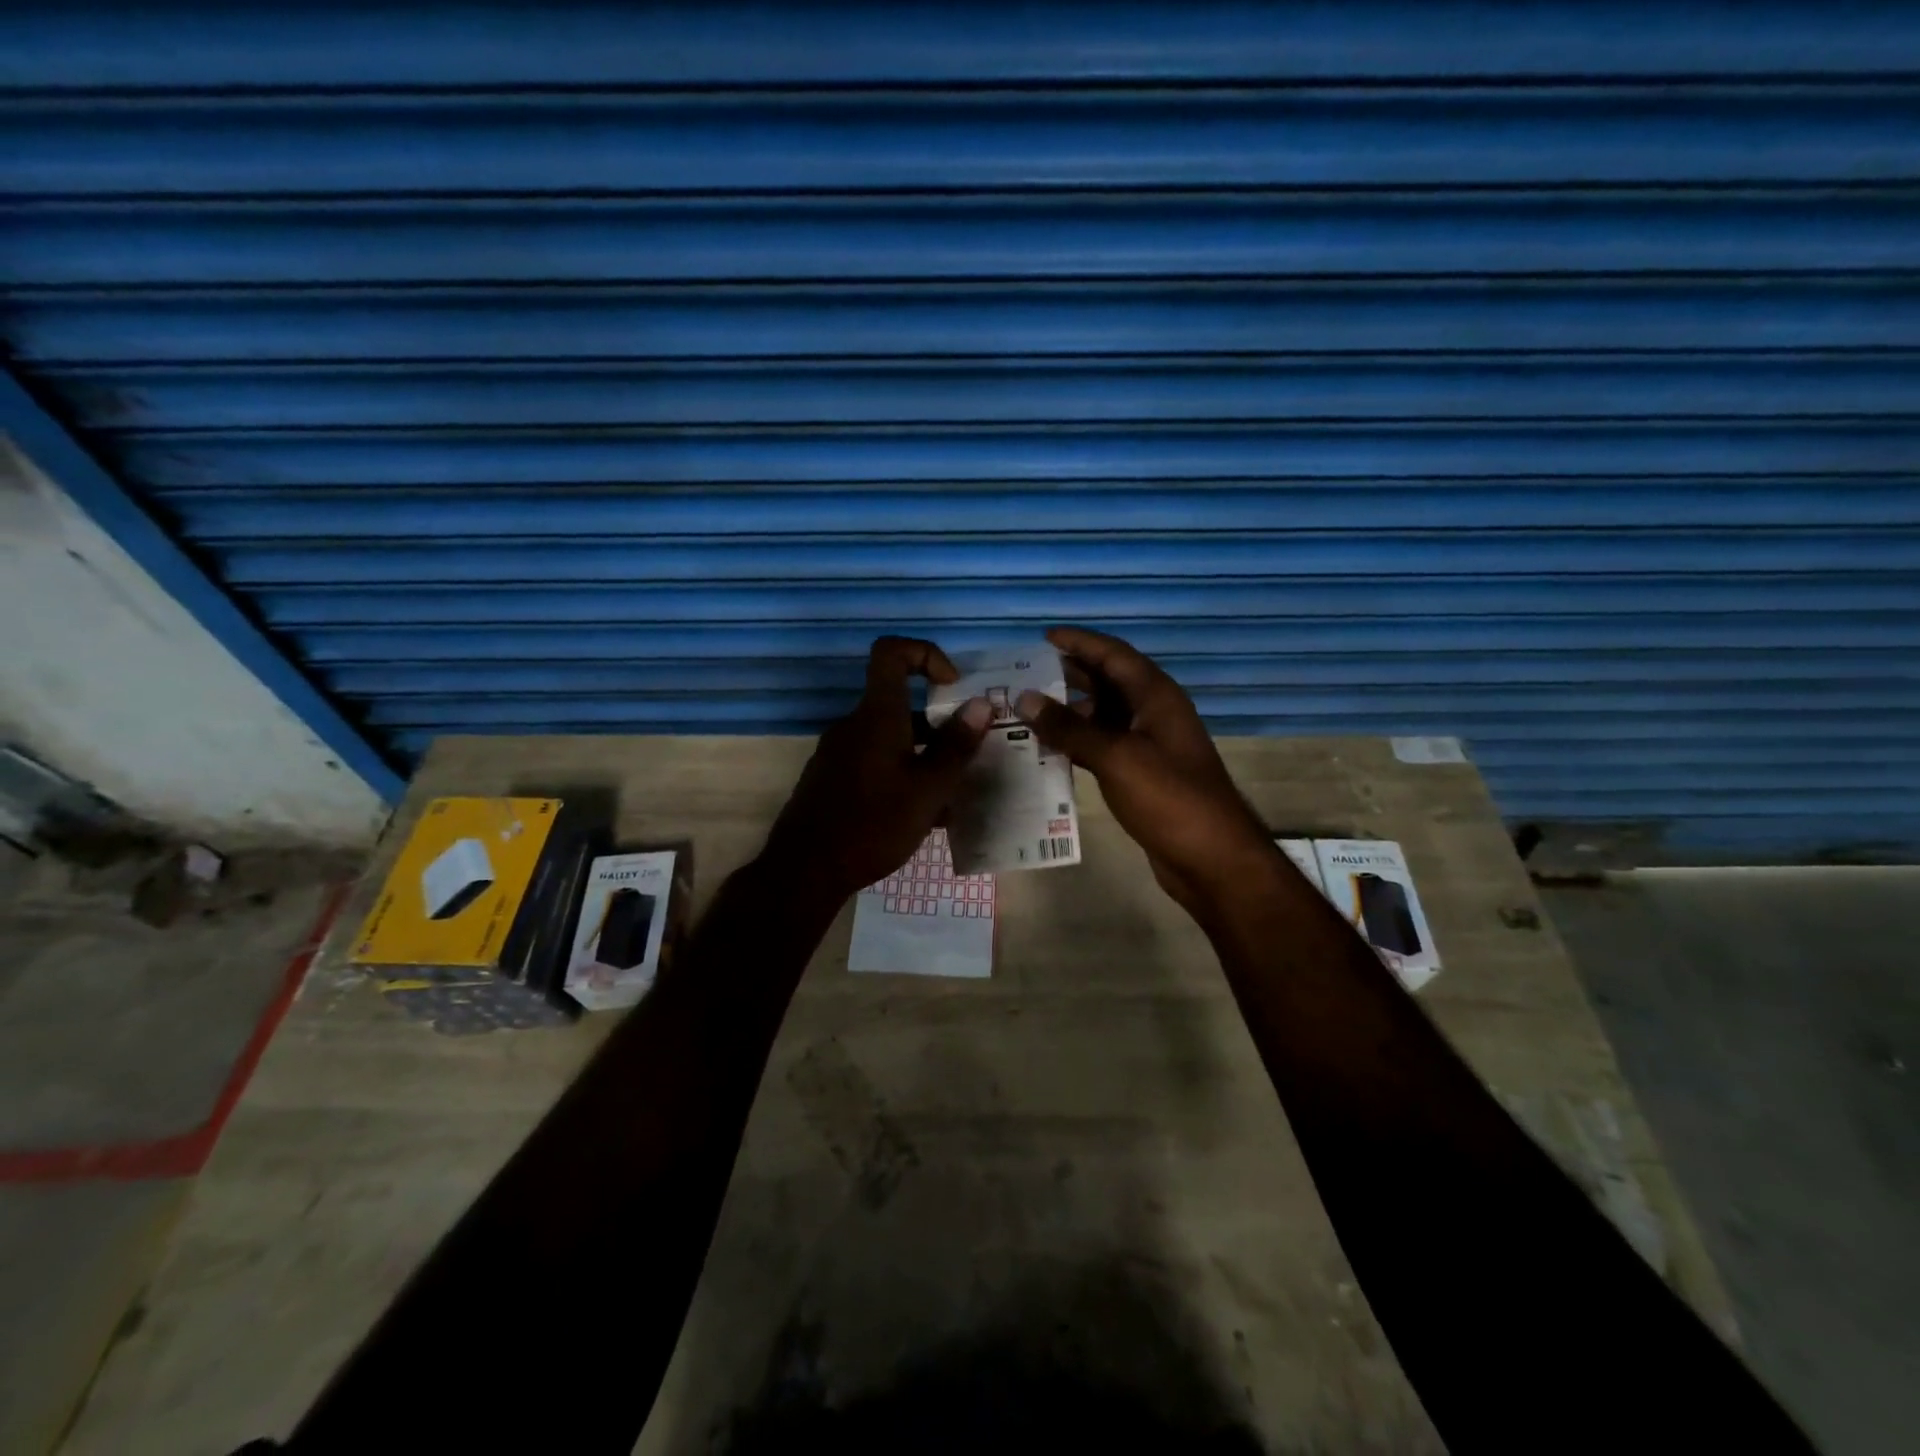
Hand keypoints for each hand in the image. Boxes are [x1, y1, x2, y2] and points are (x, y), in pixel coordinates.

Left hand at [760, 637, 991, 902]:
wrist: (805, 870)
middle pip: (898, 701)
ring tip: (951, 792)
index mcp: (877, 715)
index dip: (926, 654)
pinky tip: (919, 813)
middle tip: (967, 751)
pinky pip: (874, 760)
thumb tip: (981, 704)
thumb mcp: (929, 789)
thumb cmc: (873, 824)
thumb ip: (956, 745)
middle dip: (938, 720)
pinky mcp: (831, 777)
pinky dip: (901, 772)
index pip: (891, 652)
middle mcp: (854, 724)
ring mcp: (838, 752)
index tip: (952, 686)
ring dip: (923, 752)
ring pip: (889, 736)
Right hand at [1015, 626, 1276, 919]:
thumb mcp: (1116, 757)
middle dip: (1069, 674)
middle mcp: (1153, 713)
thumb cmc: (1169, 798)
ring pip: (1103, 716)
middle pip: (1108, 682)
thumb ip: (1070, 728)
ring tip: (1027, 711)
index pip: (1114, 655)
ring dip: (1069, 712)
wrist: (1211, 859)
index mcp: (1156, 696)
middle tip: (1025, 674)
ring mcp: (1148, 745)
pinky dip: (1077, 743)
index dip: (1081, 642)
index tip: (1043, 636)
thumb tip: (1025, 698)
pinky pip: (1103, 746)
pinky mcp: (1141, 774)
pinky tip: (1048, 749)